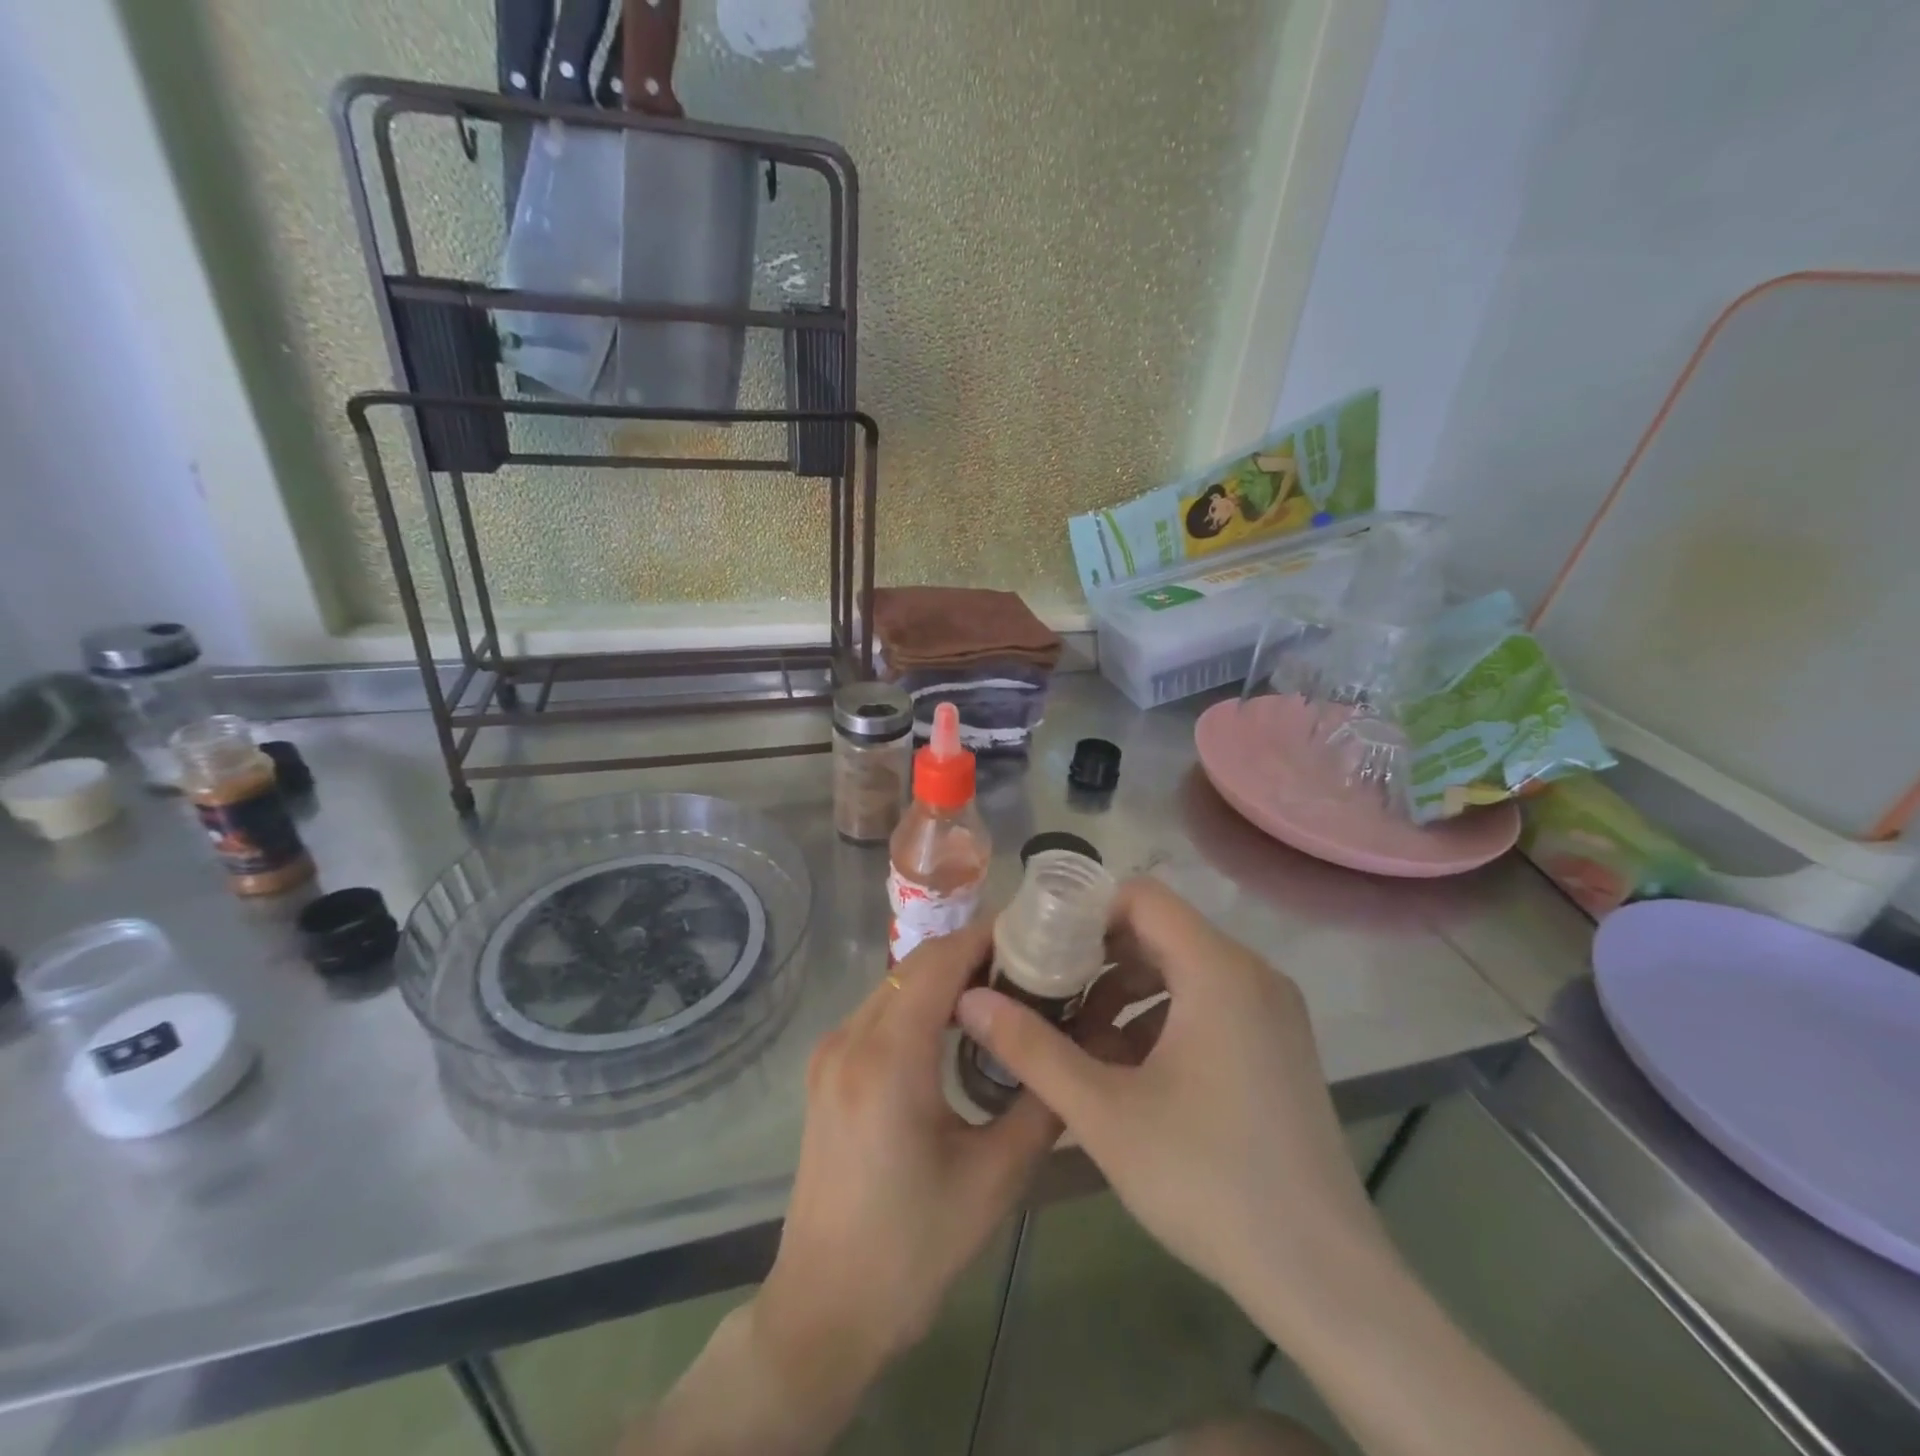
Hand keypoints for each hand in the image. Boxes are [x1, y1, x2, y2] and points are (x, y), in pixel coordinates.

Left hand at [755, 918, 1060, 1379]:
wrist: (824, 1309)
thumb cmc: (913, 1250)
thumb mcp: (994, 1178)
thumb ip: (1040, 1101)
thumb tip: (1079, 1047)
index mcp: (888, 1058)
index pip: (940, 962)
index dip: (987, 937)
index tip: (1036, 933)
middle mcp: (850, 1038)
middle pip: (917, 965)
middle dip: (973, 952)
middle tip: (1032, 963)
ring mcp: (830, 1051)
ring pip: (897, 983)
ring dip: (947, 975)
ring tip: (1005, 988)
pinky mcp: (826, 1068)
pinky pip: (881, 1009)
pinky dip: (922, 1000)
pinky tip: (960, 1024)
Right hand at [955, 877, 1393, 1341]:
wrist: (1323, 1277)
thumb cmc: (1207, 1180)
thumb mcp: (1103, 1112)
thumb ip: (1031, 1048)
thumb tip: (969, 998)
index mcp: (1217, 970)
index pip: (1141, 897)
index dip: (1083, 912)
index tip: (1038, 948)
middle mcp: (1251, 974)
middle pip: (1158, 931)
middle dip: (1095, 958)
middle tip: (1044, 993)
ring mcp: (1270, 1010)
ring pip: (1179, 969)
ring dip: (1123, 992)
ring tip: (1076, 1040)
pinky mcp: (1276, 1044)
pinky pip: (1205, 1003)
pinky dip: (1158, 1019)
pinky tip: (1124, 1071)